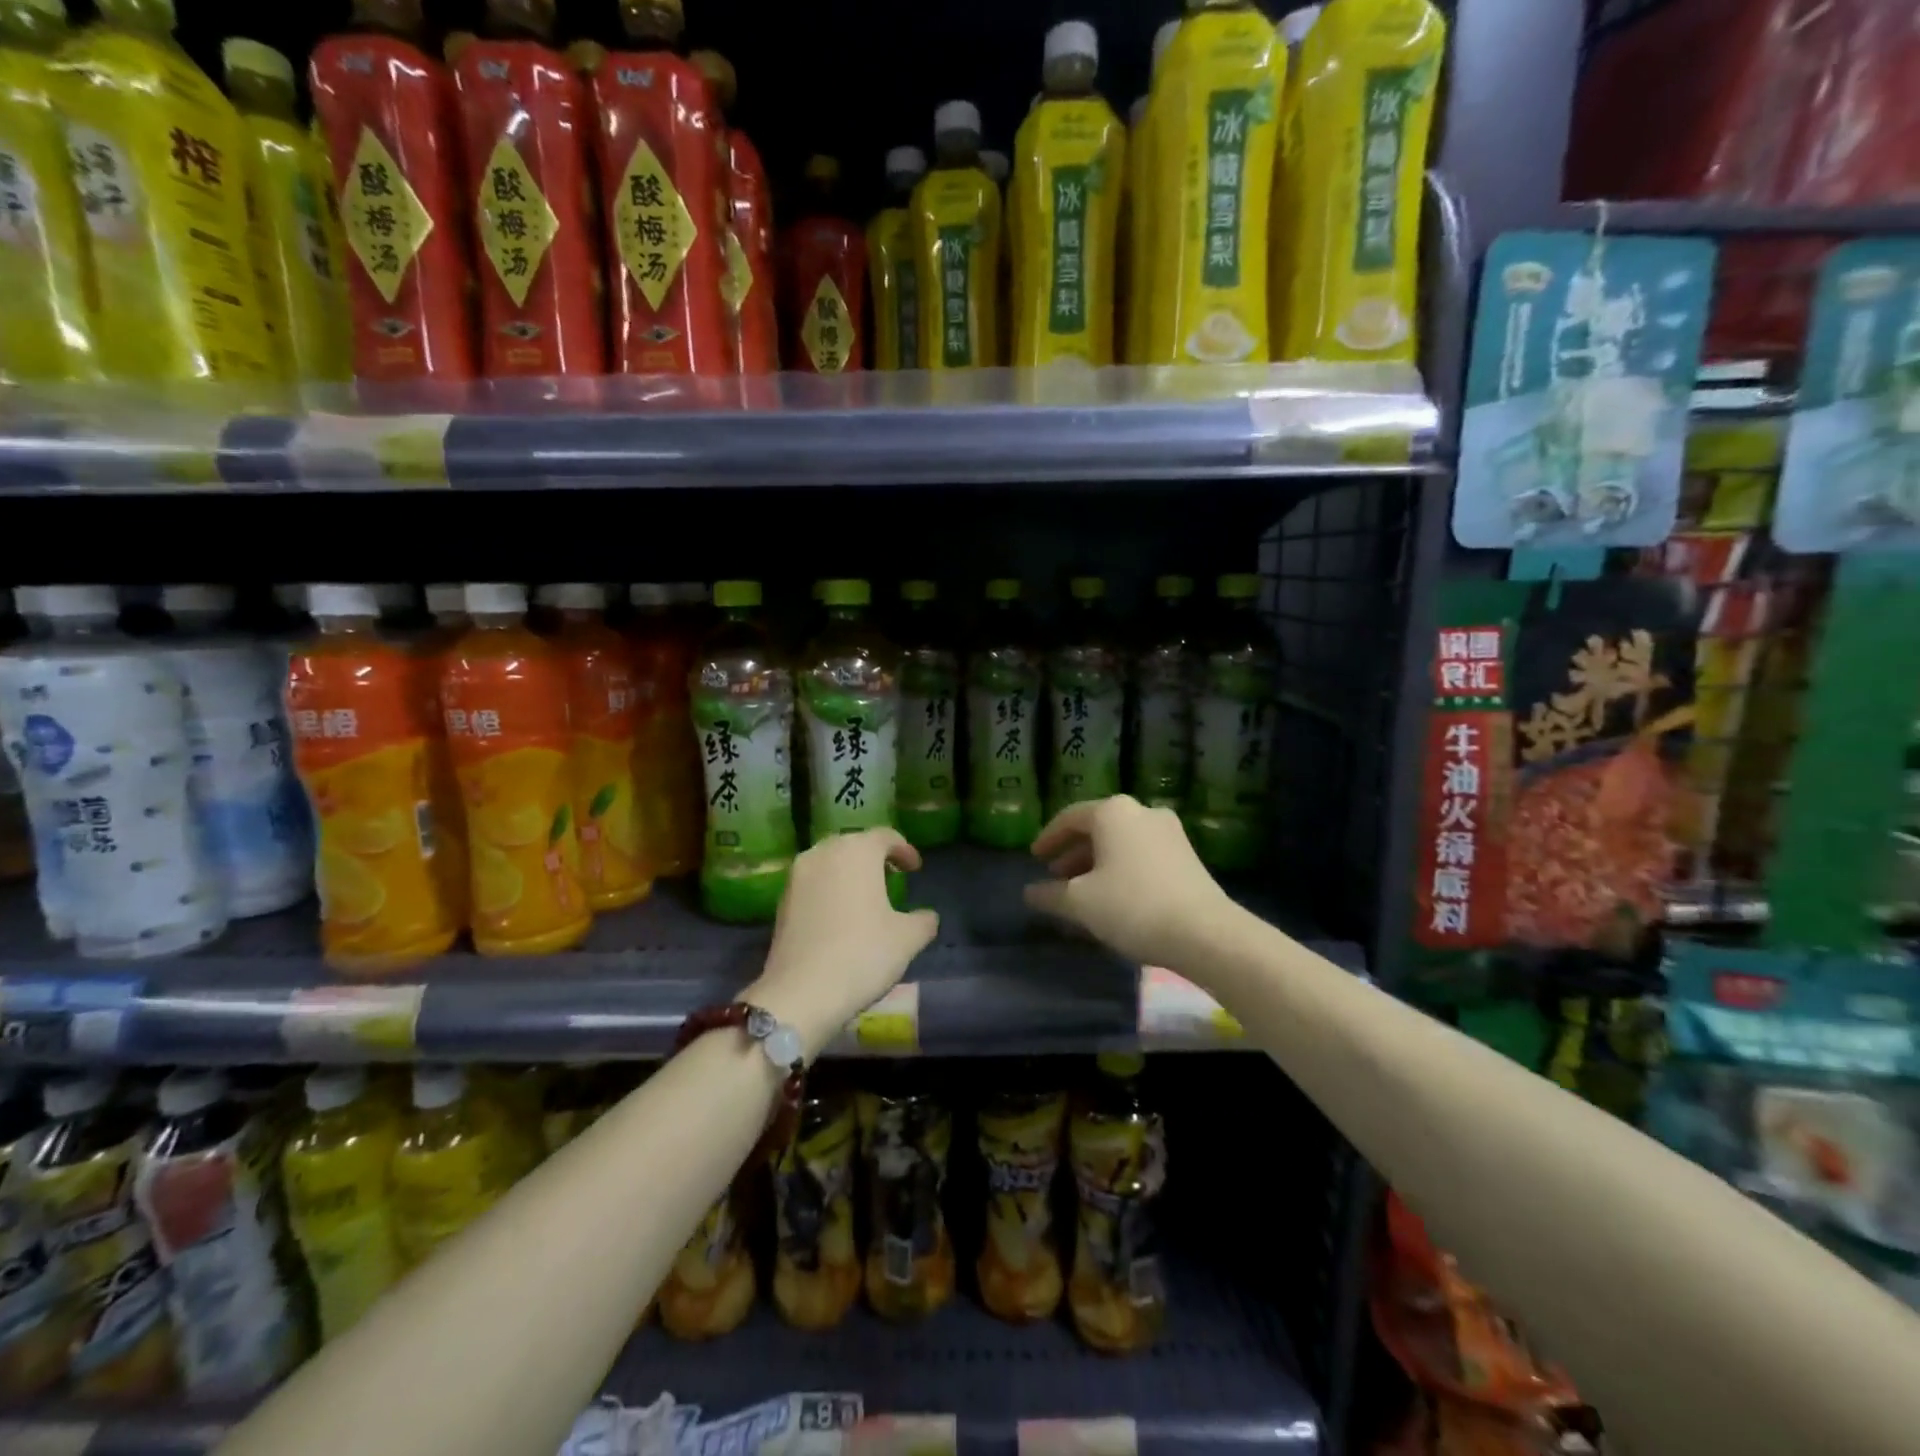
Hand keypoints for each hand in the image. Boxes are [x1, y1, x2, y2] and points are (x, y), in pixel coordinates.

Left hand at [750, 829, 938, 1056]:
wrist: (802, 992)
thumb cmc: (863, 953)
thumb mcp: (907, 939)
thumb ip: (923, 921)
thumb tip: (927, 917)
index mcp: (857, 851)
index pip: (885, 836)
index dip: (904, 850)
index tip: (915, 868)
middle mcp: (824, 852)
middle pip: (853, 844)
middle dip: (873, 857)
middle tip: (890, 877)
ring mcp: (797, 876)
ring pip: (829, 862)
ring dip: (848, 872)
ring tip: (864, 896)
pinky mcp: (781, 900)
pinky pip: (812, 883)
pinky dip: (828, 890)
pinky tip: (839, 915)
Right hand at [1024, 795, 1234, 971]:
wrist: (1205, 932)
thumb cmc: (1132, 906)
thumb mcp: (1080, 903)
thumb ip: (1050, 894)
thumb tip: (1030, 893)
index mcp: (1113, 812)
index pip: (1069, 817)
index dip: (1048, 838)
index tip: (1034, 857)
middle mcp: (1142, 812)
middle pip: (1097, 828)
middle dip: (1073, 852)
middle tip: (1055, 875)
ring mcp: (1169, 832)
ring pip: (1121, 842)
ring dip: (1097, 862)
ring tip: (1081, 890)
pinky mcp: (1187, 855)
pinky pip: (1141, 854)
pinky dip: (1121, 868)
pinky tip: (1113, 896)